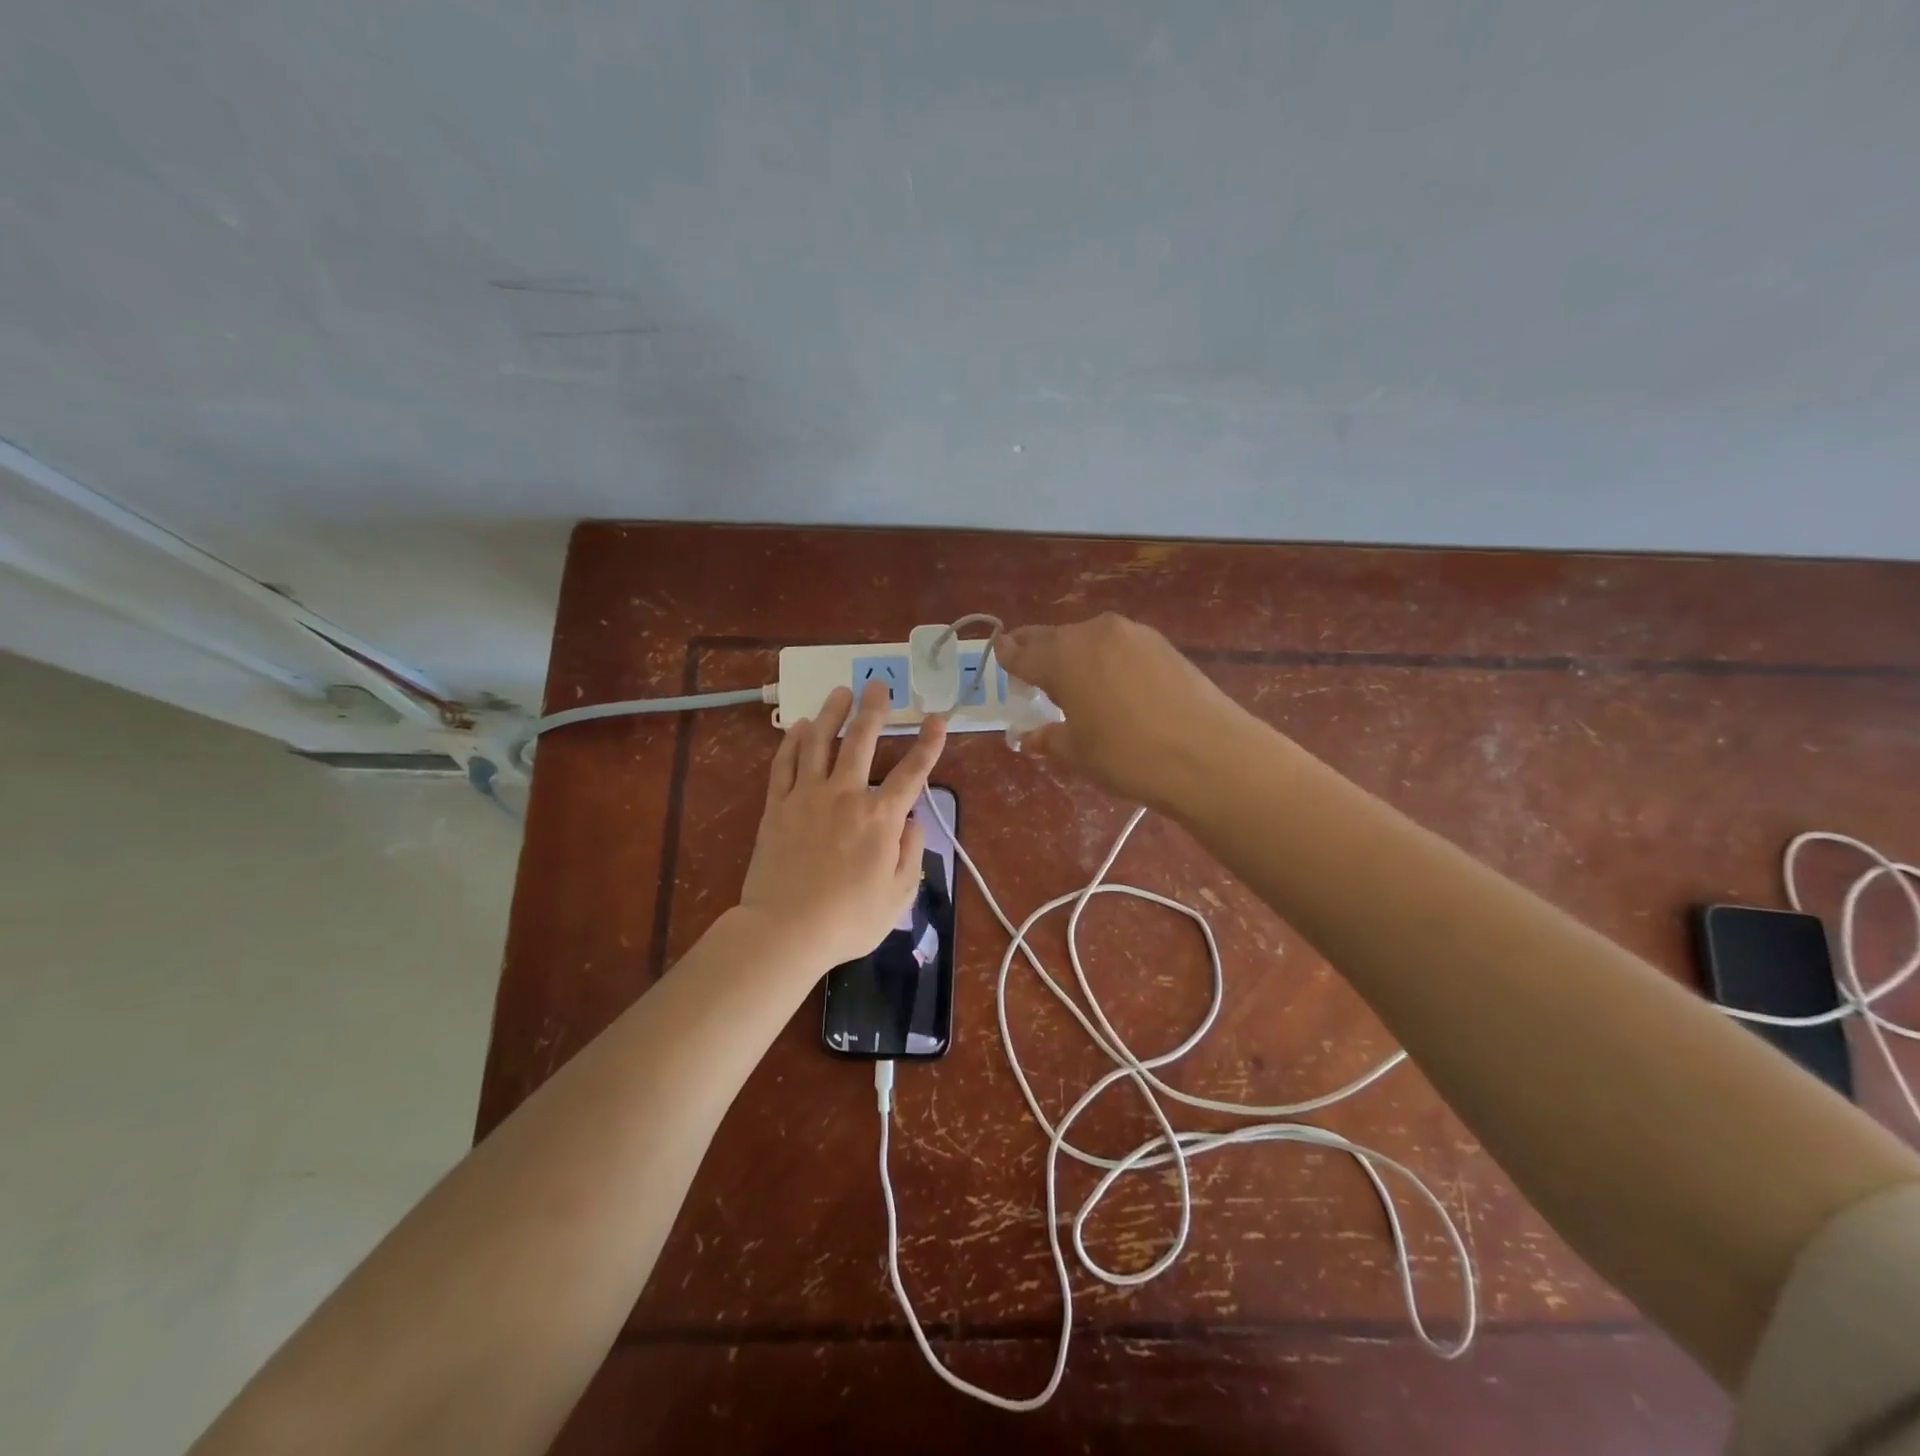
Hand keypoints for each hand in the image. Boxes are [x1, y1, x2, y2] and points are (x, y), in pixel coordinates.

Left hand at [738, 681, 947, 971]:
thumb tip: (913, 822)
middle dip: (874, 711)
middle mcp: (846, 795)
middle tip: (878, 686)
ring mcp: (807, 796)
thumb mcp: (898, 896)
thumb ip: (912, 853)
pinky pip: (785, 764)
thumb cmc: (848, 920)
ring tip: (840, 691)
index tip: (937, 719)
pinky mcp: (777, 806)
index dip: (928, 744)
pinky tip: (800, 726)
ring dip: (832, 714)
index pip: (913, 772)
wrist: (785, 930)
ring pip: (820, 742)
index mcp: (881, 817)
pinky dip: (793, 742)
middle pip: (862, 742)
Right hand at [996, 613, 1250, 809]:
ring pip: (1089, 639)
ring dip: (1074, 655)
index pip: (1022, 652)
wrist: (1209, 755)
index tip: (1000, 656)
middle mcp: (1094, 633)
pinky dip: (1105, 659)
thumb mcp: (1078, 752)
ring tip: (1073, 682)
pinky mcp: (1163, 645)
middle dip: (1038, 652)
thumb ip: (1048, 737)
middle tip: (1029, 669)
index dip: (1008, 656)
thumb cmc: (1128, 756)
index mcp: (1063, 656)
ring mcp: (1133, 634)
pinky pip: (1118, 646)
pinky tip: (1112, 684)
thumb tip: (1029, 736)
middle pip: (1054, 638)